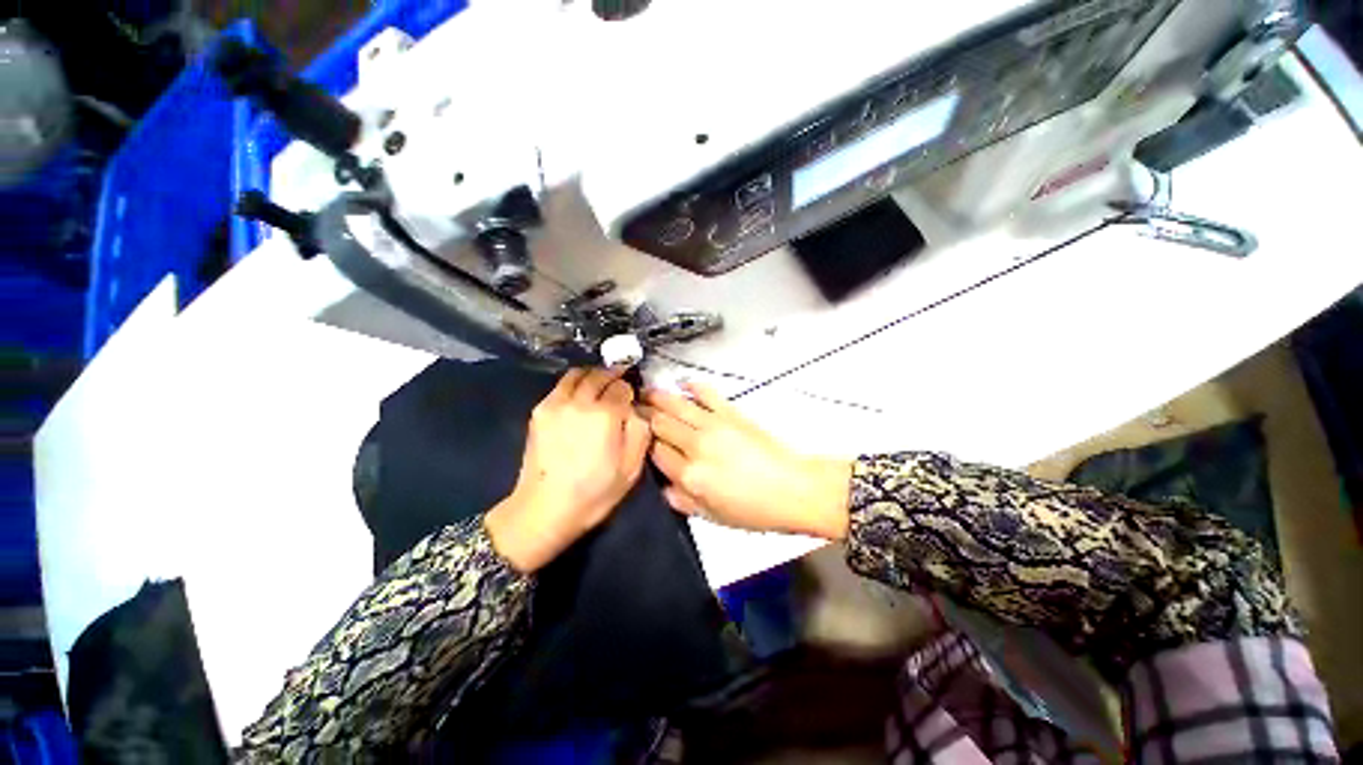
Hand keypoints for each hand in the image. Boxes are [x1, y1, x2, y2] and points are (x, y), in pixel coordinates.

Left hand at [486, 368, 650, 571]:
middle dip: (613, 376)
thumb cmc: (594, 492)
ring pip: (578, 374)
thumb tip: (638, 409)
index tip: (632, 399)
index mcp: (606, 415)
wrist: (545, 509)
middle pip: (600, 375)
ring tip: (600, 383)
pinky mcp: (540, 410)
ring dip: (592, 375)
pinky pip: (561, 385)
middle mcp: (581, 402)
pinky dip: (574, 384)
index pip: (623, 387)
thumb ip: (641, 431)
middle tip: (620, 381)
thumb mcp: (632, 468)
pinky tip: (579, 395)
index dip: (630, 391)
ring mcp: (556, 403)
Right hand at [643, 382, 851, 539]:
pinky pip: (707, 394)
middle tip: (633, 409)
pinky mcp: (731, 412)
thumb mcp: (713, 517)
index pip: (655, 452)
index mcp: (689, 475)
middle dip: (643, 416)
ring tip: (645, 392)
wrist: (792, 489)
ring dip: (658, 397)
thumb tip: (663, 487)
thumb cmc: (754, 509)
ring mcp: (713, 425)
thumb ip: (682, 501)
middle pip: (660, 424)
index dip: (643, 444)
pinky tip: (684, 383)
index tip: (637, 437)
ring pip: (676, 405)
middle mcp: (695, 445)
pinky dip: (693, 386)